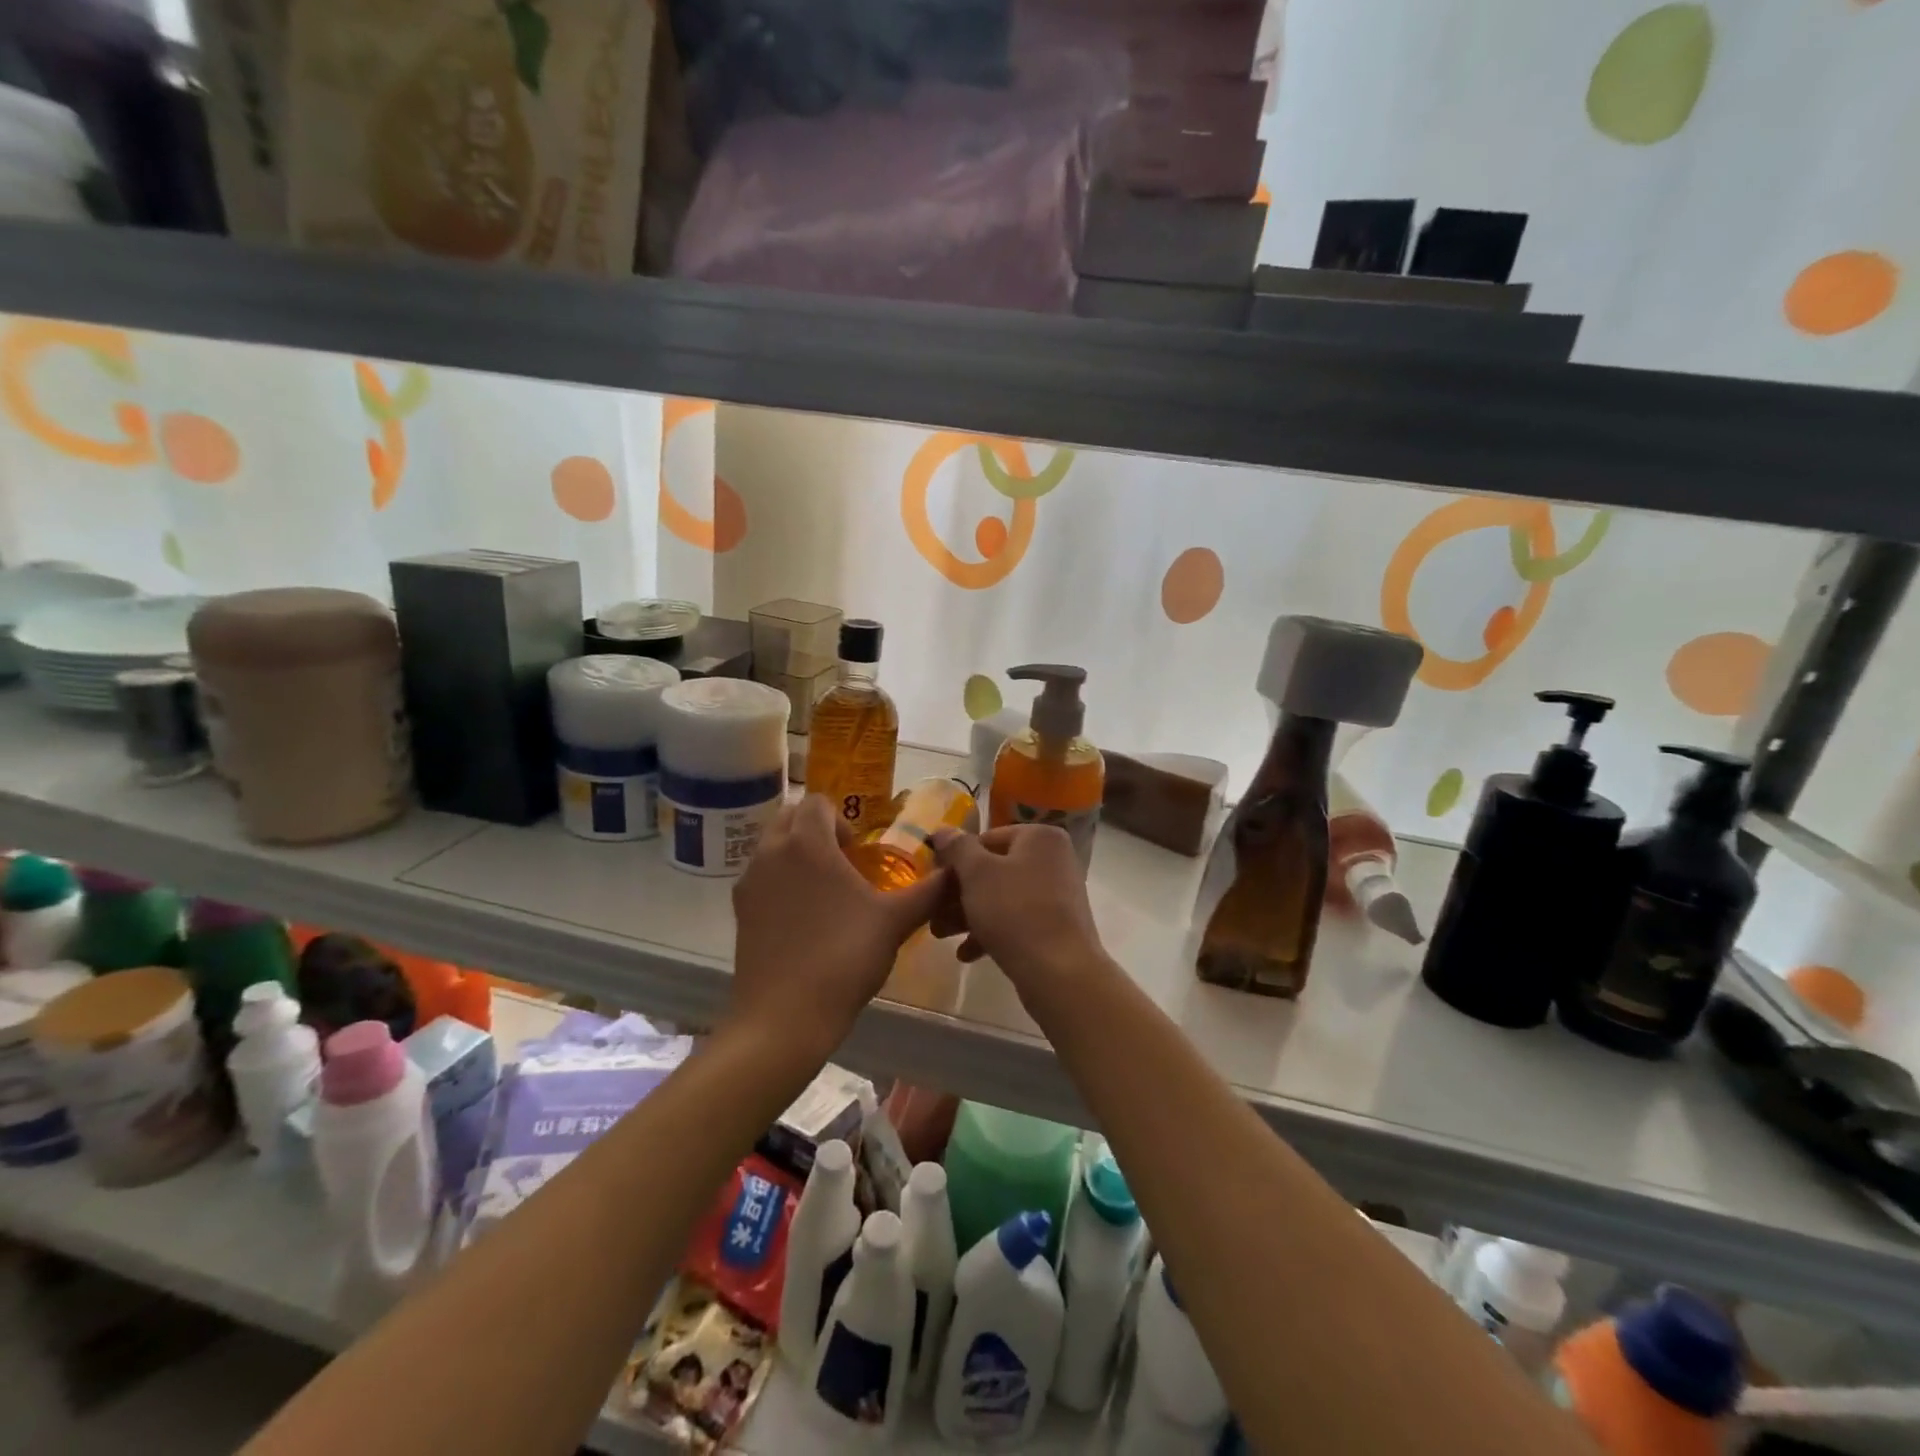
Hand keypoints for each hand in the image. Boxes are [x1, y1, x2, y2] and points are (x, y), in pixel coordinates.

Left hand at [728, 795, 947, 1055]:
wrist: (784, 1017)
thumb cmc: (843, 958)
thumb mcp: (895, 922)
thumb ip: (929, 891)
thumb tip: (957, 871)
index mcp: (806, 843)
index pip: (817, 801)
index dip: (842, 819)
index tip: (858, 853)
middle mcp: (770, 853)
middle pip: (789, 817)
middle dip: (815, 829)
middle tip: (843, 863)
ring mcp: (749, 882)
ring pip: (771, 847)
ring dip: (796, 854)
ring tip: (825, 892)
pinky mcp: (739, 912)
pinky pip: (760, 877)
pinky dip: (780, 881)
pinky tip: (804, 919)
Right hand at [929, 825, 1105, 989]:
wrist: (1060, 973)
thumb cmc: (1016, 912)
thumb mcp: (977, 874)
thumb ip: (958, 848)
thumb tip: (943, 830)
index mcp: (1040, 837)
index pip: (987, 839)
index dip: (956, 859)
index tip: (933, 881)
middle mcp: (1053, 859)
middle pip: (994, 869)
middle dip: (959, 893)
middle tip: (933, 912)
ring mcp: (1057, 893)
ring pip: (1002, 897)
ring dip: (969, 914)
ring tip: (942, 934)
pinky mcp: (1055, 925)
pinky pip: (1016, 920)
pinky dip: (992, 931)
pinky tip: (967, 954)